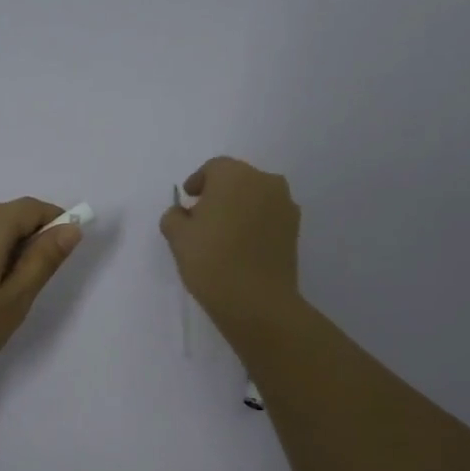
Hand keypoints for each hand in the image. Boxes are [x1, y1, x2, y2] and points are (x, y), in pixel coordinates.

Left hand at [0, 197, 81, 404]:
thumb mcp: (13, 302)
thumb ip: (43, 260)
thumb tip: (70, 228)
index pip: (30, 208)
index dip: (55, 223)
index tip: (65, 254)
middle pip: (5, 216)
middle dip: (28, 238)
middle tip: (34, 285)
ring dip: (3, 249)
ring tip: (2, 296)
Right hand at [159, 157, 301, 336]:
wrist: (257, 301)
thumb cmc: (211, 260)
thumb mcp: (178, 237)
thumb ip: (174, 217)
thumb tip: (183, 213)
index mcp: (235, 175)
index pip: (213, 168)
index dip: (197, 183)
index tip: (187, 201)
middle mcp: (265, 181)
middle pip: (237, 180)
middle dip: (219, 194)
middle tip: (202, 218)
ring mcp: (285, 205)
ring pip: (255, 198)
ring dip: (239, 208)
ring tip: (223, 234)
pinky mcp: (295, 230)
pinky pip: (268, 217)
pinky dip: (255, 224)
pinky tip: (242, 246)